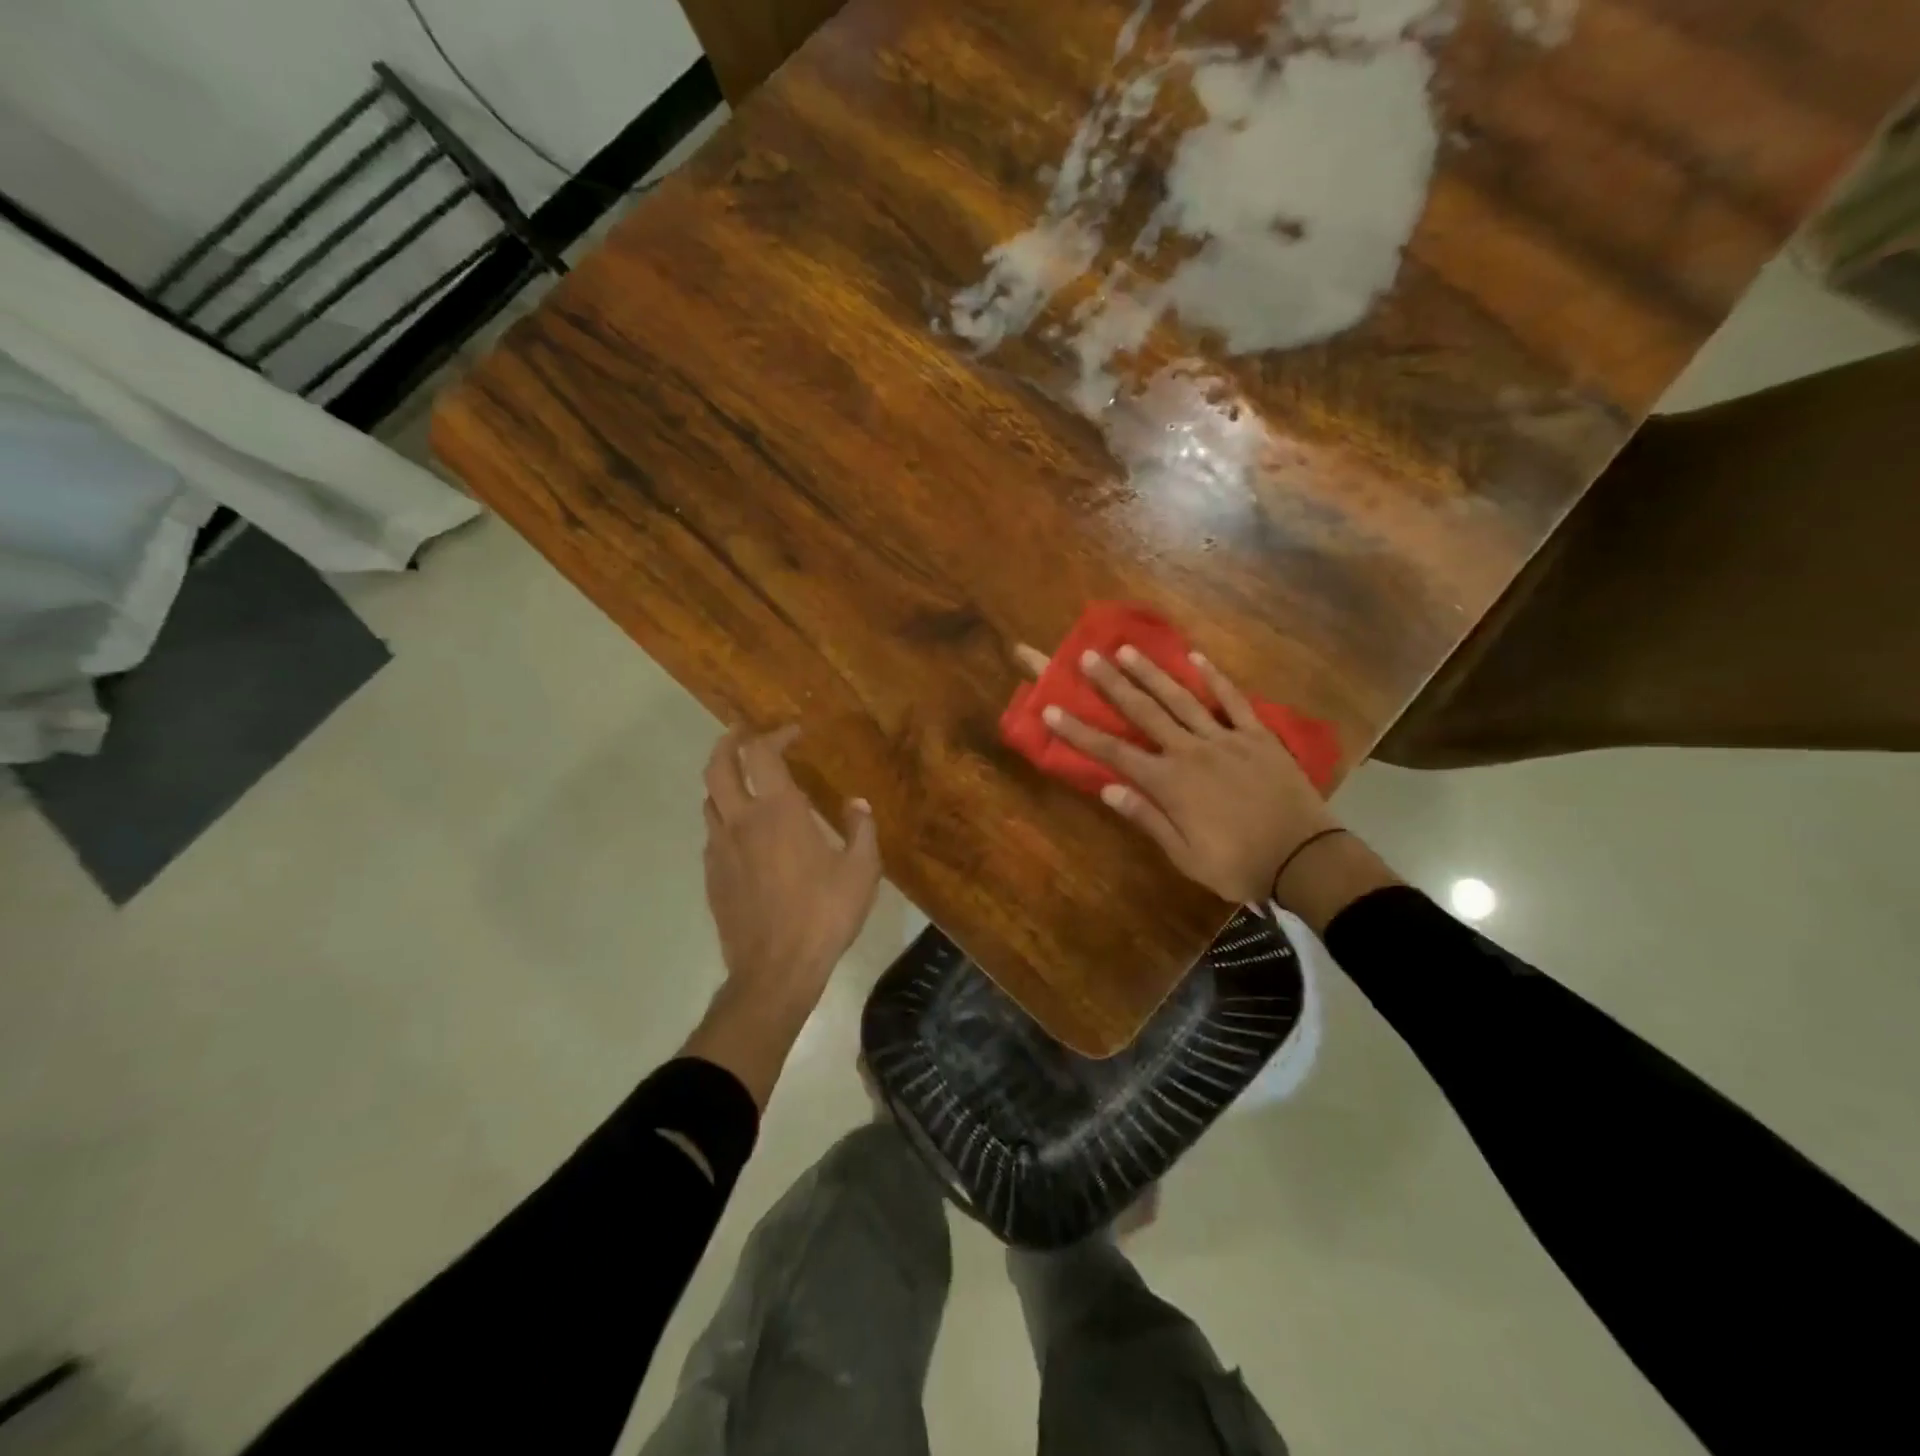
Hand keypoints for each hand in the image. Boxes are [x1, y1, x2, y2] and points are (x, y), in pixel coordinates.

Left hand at [686, 724, 880, 1106]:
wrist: (775, 970)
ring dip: (724, 780)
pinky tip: (744, 833)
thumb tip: (857, 804)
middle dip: (728, 742)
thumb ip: (861, 829)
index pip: (763, 754)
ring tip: (743, 781)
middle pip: (717, 766)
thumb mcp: (861, 871)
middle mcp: (741, 821)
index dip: (775, 735)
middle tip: (743, 733)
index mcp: (778, 812)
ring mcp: (720, 849)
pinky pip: (712, 833)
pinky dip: (724, 817)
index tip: (794, 733)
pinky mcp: (711, 876)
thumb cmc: (824, 914)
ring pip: (709, 799)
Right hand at [1017, 642, 1340, 903]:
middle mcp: (1191, 751)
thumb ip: (1147, 818)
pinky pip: (1233, 700)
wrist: (1305, 858)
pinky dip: (1215, 677)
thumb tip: (1107, 788)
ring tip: (1126, 648)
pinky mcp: (1258, 736)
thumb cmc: (1239, 864)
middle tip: (1088, 656)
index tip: (1051, 709)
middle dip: (1112, 684)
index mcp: (1170, 783)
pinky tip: (1196, 657)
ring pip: (1181, 698)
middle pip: (1144, 712)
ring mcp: (1226, 739)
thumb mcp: (1186, 856)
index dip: (1079, 731)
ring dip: (1151, 672)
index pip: (1114, 751)